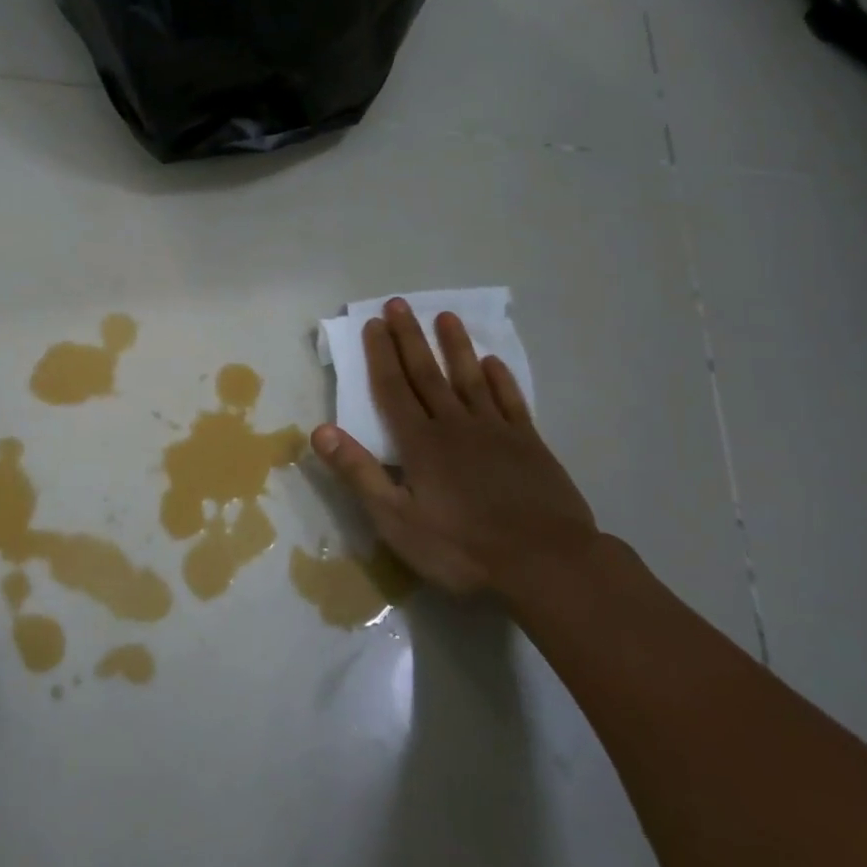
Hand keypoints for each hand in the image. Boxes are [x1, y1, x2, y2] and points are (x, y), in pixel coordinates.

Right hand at [311, 300, 598, 605]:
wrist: (546, 563)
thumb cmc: (463, 547)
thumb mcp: (397, 520)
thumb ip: (359, 473)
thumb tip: (320, 430)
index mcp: (420, 443)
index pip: (393, 389)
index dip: (380, 355)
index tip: (373, 323)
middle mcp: (454, 425)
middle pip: (427, 373)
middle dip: (410, 337)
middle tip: (399, 304)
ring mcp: (495, 430)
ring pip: (469, 378)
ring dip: (455, 346)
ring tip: (446, 316)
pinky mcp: (529, 443)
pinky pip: (510, 401)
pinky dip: (500, 379)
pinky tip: (493, 362)